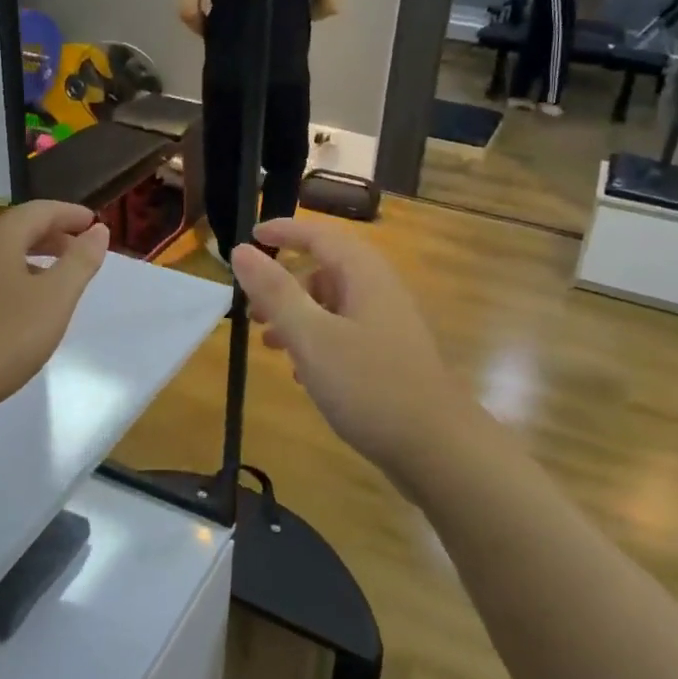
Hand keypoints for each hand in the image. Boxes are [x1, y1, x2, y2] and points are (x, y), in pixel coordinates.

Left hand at [0, 200, 108, 426]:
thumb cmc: (3, 337)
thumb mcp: (55, 298)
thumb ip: (80, 261)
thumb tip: (97, 230)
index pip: (39, 210)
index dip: (70, 214)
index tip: (95, 224)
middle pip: (16, 229)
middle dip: (53, 235)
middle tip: (82, 251)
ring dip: (32, 257)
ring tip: (57, 280)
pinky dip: (12, 277)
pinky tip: (21, 307)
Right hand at [230, 218, 477, 485]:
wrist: (436, 447)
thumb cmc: (369, 385)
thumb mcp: (312, 337)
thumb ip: (275, 293)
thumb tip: (241, 251)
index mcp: (364, 274)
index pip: (320, 235)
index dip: (284, 232)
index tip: (250, 237)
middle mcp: (379, 291)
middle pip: (326, 269)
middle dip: (285, 283)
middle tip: (251, 308)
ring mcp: (387, 325)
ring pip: (333, 305)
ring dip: (298, 316)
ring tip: (268, 343)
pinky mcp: (389, 356)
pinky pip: (345, 333)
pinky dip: (317, 342)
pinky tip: (302, 372)